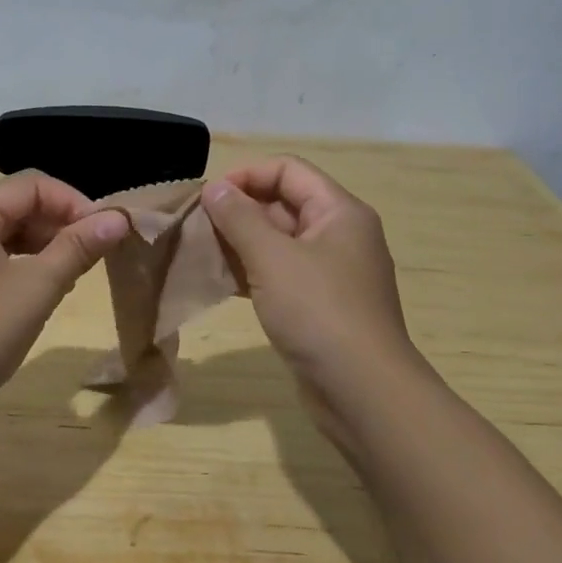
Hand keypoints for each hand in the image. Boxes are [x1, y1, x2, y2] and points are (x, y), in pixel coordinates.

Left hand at [0, 172, 129, 432]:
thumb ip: (78, 247)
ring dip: (38, 247)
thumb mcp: (36, 289)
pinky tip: (34, 294)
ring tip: (69, 277)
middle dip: (57, 225)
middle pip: (12, 207)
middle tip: (91, 257)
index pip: (31, 185)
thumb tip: (119, 217)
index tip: (104, 233)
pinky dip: (13, 266)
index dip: (74, 202)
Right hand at [201, 157, 422, 410]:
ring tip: (203, 253)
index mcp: (339, 212)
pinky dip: (253, 272)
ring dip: (241, 243)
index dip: (247, 176)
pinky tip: (222, 282)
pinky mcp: (321, 306)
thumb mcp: (272, 258)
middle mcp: (340, 235)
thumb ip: (239, 217)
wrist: (363, 392)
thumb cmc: (319, 312)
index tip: (209, 198)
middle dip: (240, 211)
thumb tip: (215, 188)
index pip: (289, 171)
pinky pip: (281, 274)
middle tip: (198, 227)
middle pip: (284, 204)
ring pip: (279, 242)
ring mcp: (332, 273)